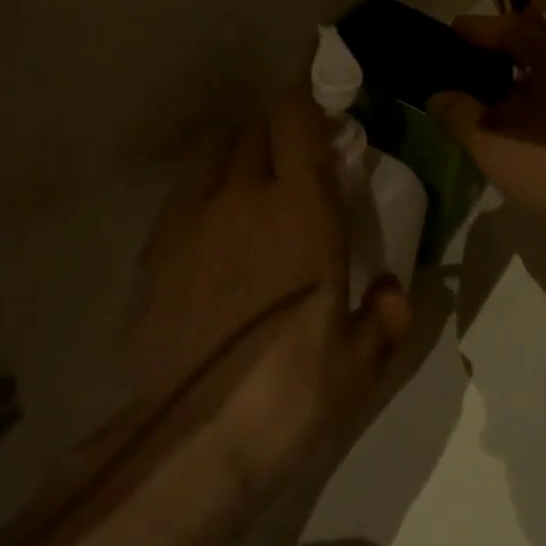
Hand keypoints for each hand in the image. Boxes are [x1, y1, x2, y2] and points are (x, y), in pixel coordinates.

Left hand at [127, 86, 413, 495]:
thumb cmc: (290, 392)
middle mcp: (242, 197)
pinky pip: (184, 193)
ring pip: (212, 151)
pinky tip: (215, 231)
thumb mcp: (360, 363)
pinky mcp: (154, 250)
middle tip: (296, 162)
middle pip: (254, 127)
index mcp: (301, 210)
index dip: (308, 105)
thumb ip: (385, 316)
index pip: (296, 119)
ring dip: (237, 153)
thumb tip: (390, 290)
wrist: (189, 440)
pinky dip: (205, 191)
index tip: (325, 118)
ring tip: (251, 187)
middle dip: (278, 131)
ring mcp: (190, 219)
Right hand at [428, 14, 545, 226]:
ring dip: (526, 80)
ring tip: (495, 98)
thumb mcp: (494, 142)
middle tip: (471, 62)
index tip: (452, 30)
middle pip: (538, 44)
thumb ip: (461, 115)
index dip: (477, 30)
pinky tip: (530, 126)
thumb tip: (440, 96)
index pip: (509, 28)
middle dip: (504, 51)